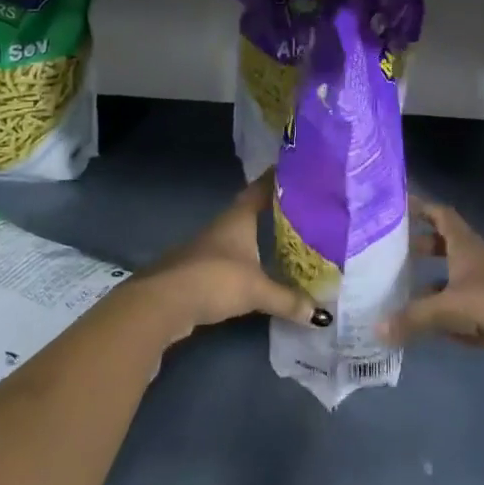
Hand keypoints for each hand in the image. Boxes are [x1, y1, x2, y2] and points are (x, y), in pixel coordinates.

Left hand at [134, 173, 329, 344]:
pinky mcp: (199, 271)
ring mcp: (207, 248)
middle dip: (274, 210)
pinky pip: (231, 259)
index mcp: (238, 218)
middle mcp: (223, 226)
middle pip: (251, 211)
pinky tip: (259, 271)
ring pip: (240, 236)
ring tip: (287, 241)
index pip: (261, 188)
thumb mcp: (257, 290)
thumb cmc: (214, 280)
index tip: (297, 170)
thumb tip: (321, 314)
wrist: (162, 304)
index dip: (277, 178)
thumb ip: (288, 300)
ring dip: (259, 238)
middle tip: (303, 209)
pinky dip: (247, 262)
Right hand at [381, 199, 483, 381]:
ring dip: (432, 282)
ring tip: (401, 290)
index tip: (397, 206)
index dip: (421, 208)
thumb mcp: (449, 307)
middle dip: (421, 246)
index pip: (441, 215)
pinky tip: (426, 326)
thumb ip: (413, 317)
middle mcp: (477, 261)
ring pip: (454, 280)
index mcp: (467, 246)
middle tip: (392, 252)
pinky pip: (463, 312)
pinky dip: (445, 315)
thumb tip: (376, 328)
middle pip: (446, 246)